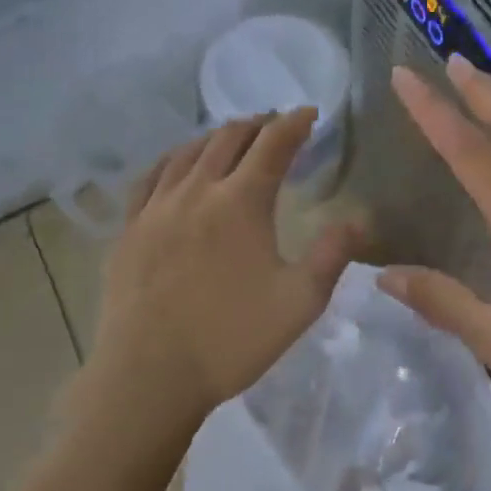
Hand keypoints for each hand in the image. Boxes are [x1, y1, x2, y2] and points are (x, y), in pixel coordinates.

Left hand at [90, 109, 363, 426]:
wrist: (149, 376)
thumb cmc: (231, 340)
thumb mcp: (299, 303)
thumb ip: (332, 255)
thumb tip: (360, 219)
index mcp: (241, 203)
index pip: (273, 145)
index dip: (294, 123)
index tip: (309, 113)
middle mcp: (197, 191)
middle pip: (228, 138)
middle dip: (257, 123)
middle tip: (274, 124)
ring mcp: (156, 207)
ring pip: (188, 151)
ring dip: (216, 136)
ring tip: (232, 136)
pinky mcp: (129, 228)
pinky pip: (151, 176)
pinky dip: (174, 158)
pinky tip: (178, 164)